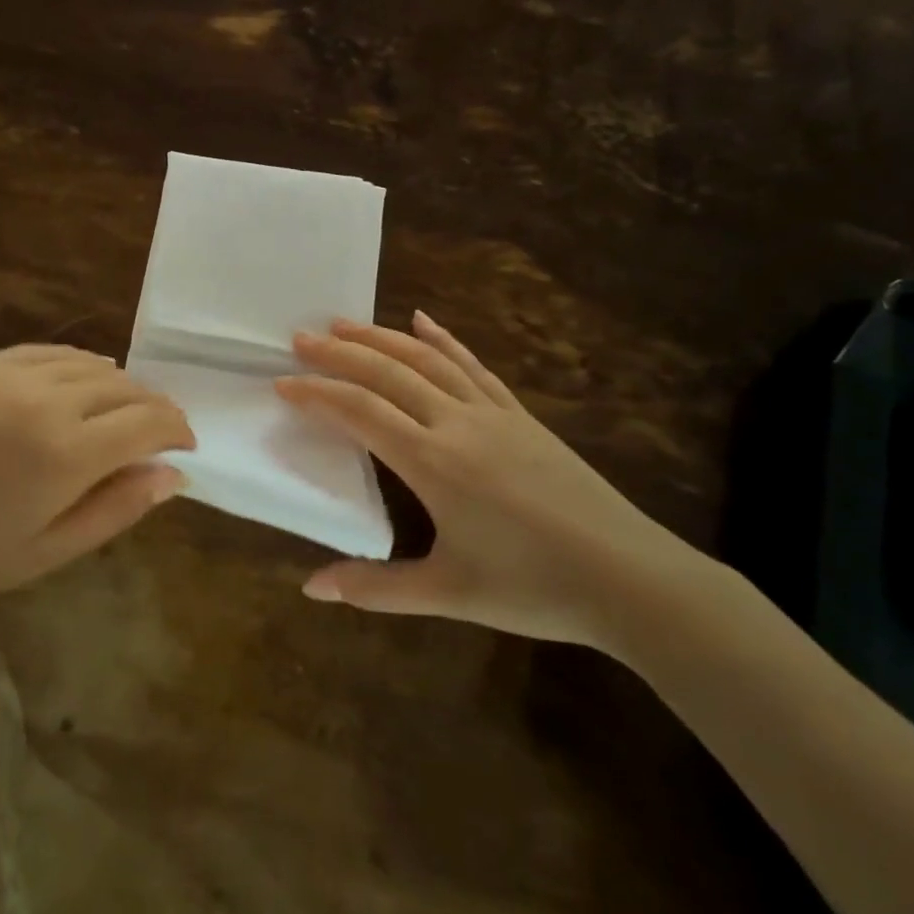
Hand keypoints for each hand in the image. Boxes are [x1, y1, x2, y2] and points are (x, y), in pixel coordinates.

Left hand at [0, 345, 194, 626]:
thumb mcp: (43, 553)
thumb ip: (116, 509)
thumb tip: (173, 475)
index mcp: (65, 454)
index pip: (149, 422)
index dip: (177, 430)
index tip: (186, 446)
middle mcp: (47, 400)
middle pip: (127, 388)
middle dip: (155, 408)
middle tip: (160, 435)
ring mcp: (11, 373)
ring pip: (93, 365)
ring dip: (121, 387)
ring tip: (123, 415)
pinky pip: (52, 352)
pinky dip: (81, 366)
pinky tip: (82, 385)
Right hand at [276, 313, 705, 651]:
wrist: (629, 577)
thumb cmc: (533, 587)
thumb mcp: (448, 593)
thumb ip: (376, 588)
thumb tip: (310, 589)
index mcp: (433, 462)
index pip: (360, 412)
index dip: (318, 393)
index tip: (283, 383)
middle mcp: (457, 423)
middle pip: (388, 373)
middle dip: (340, 353)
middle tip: (300, 337)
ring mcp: (493, 413)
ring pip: (427, 360)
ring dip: (382, 337)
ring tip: (345, 323)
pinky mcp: (520, 415)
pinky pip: (473, 366)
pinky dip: (444, 340)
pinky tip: (425, 321)